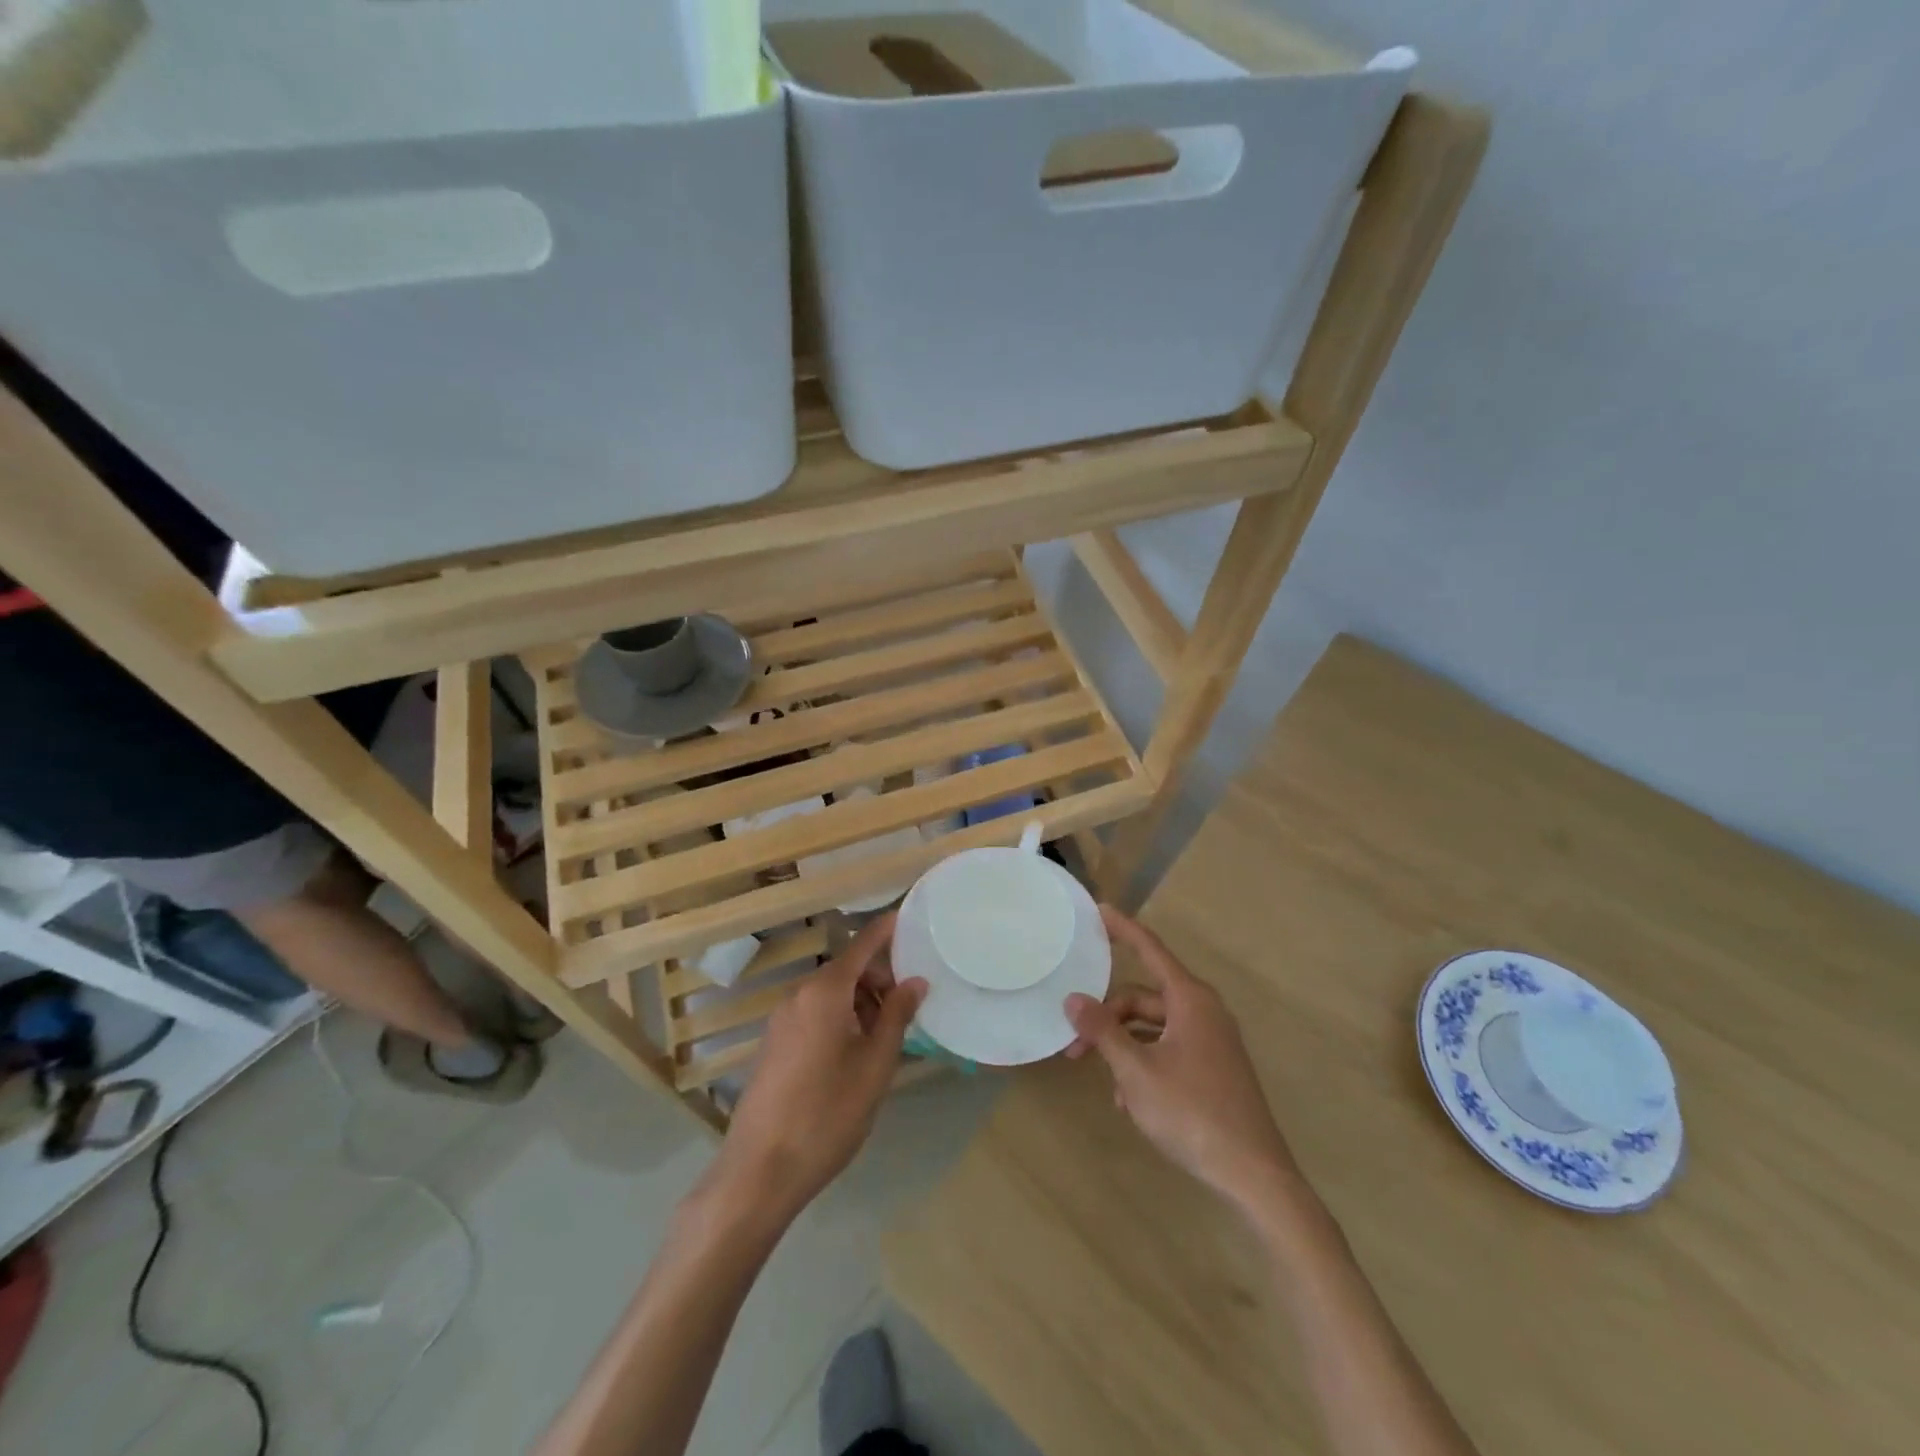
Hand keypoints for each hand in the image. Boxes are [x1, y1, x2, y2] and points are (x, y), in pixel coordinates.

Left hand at [712, 913, 925, 1219]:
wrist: (759, 1171)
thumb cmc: (827, 1114)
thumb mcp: (875, 1065)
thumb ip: (896, 1016)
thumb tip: (915, 981)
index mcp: (824, 992)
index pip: (862, 944)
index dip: (887, 929)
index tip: (912, 918)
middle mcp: (799, 995)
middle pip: (847, 969)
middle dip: (879, 979)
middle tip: (908, 1009)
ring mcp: (781, 1019)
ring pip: (831, 993)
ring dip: (861, 1002)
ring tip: (885, 1038)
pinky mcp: (774, 1043)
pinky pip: (814, 1013)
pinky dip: (840, 1018)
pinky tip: (855, 1054)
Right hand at [1065, 906, 1295, 1209]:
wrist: (1254, 1175)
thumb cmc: (1192, 1112)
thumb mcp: (1136, 1071)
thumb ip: (1103, 1031)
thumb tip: (1073, 999)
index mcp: (1189, 999)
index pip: (1149, 948)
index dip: (1122, 928)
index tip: (1098, 908)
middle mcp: (1203, 1011)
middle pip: (1143, 997)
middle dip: (1107, 1017)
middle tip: (1074, 1047)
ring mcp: (1211, 1040)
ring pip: (1153, 1027)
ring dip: (1124, 1047)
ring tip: (1106, 1085)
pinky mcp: (1213, 1067)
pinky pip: (1169, 1049)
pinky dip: (1145, 1063)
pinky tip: (1131, 1101)